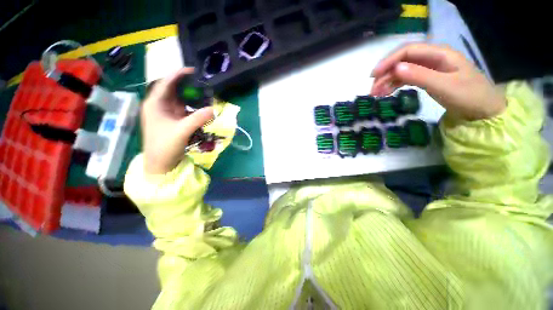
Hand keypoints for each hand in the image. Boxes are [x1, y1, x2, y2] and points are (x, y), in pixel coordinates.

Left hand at [141, 68, 212, 174]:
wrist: (160, 164)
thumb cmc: (164, 146)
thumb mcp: (182, 131)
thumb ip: (198, 119)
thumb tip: (214, 109)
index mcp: (154, 104)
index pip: (165, 84)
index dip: (177, 75)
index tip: (191, 70)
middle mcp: (159, 106)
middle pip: (172, 90)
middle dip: (186, 85)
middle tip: (201, 82)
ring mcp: (166, 115)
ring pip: (179, 101)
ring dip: (190, 97)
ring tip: (203, 92)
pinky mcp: (173, 122)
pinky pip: (183, 110)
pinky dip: (192, 108)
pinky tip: (200, 106)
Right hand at [370, 43, 505, 120]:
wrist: (483, 111)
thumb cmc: (469, 97)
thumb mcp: (444, 86)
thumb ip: (420, 76)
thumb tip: (395, 69)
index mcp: (439, 54)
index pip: (408, 51)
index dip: (389, 61)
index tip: (373, 75)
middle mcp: (433, 58)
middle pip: (403, 61)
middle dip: (385, 74)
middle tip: (372, 90)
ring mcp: (430, 68)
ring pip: (402, 70)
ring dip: (387, 81)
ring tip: (376, 95)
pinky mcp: (428, 78)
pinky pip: (407, 78)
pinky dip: (395, 85)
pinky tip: (387, 93)